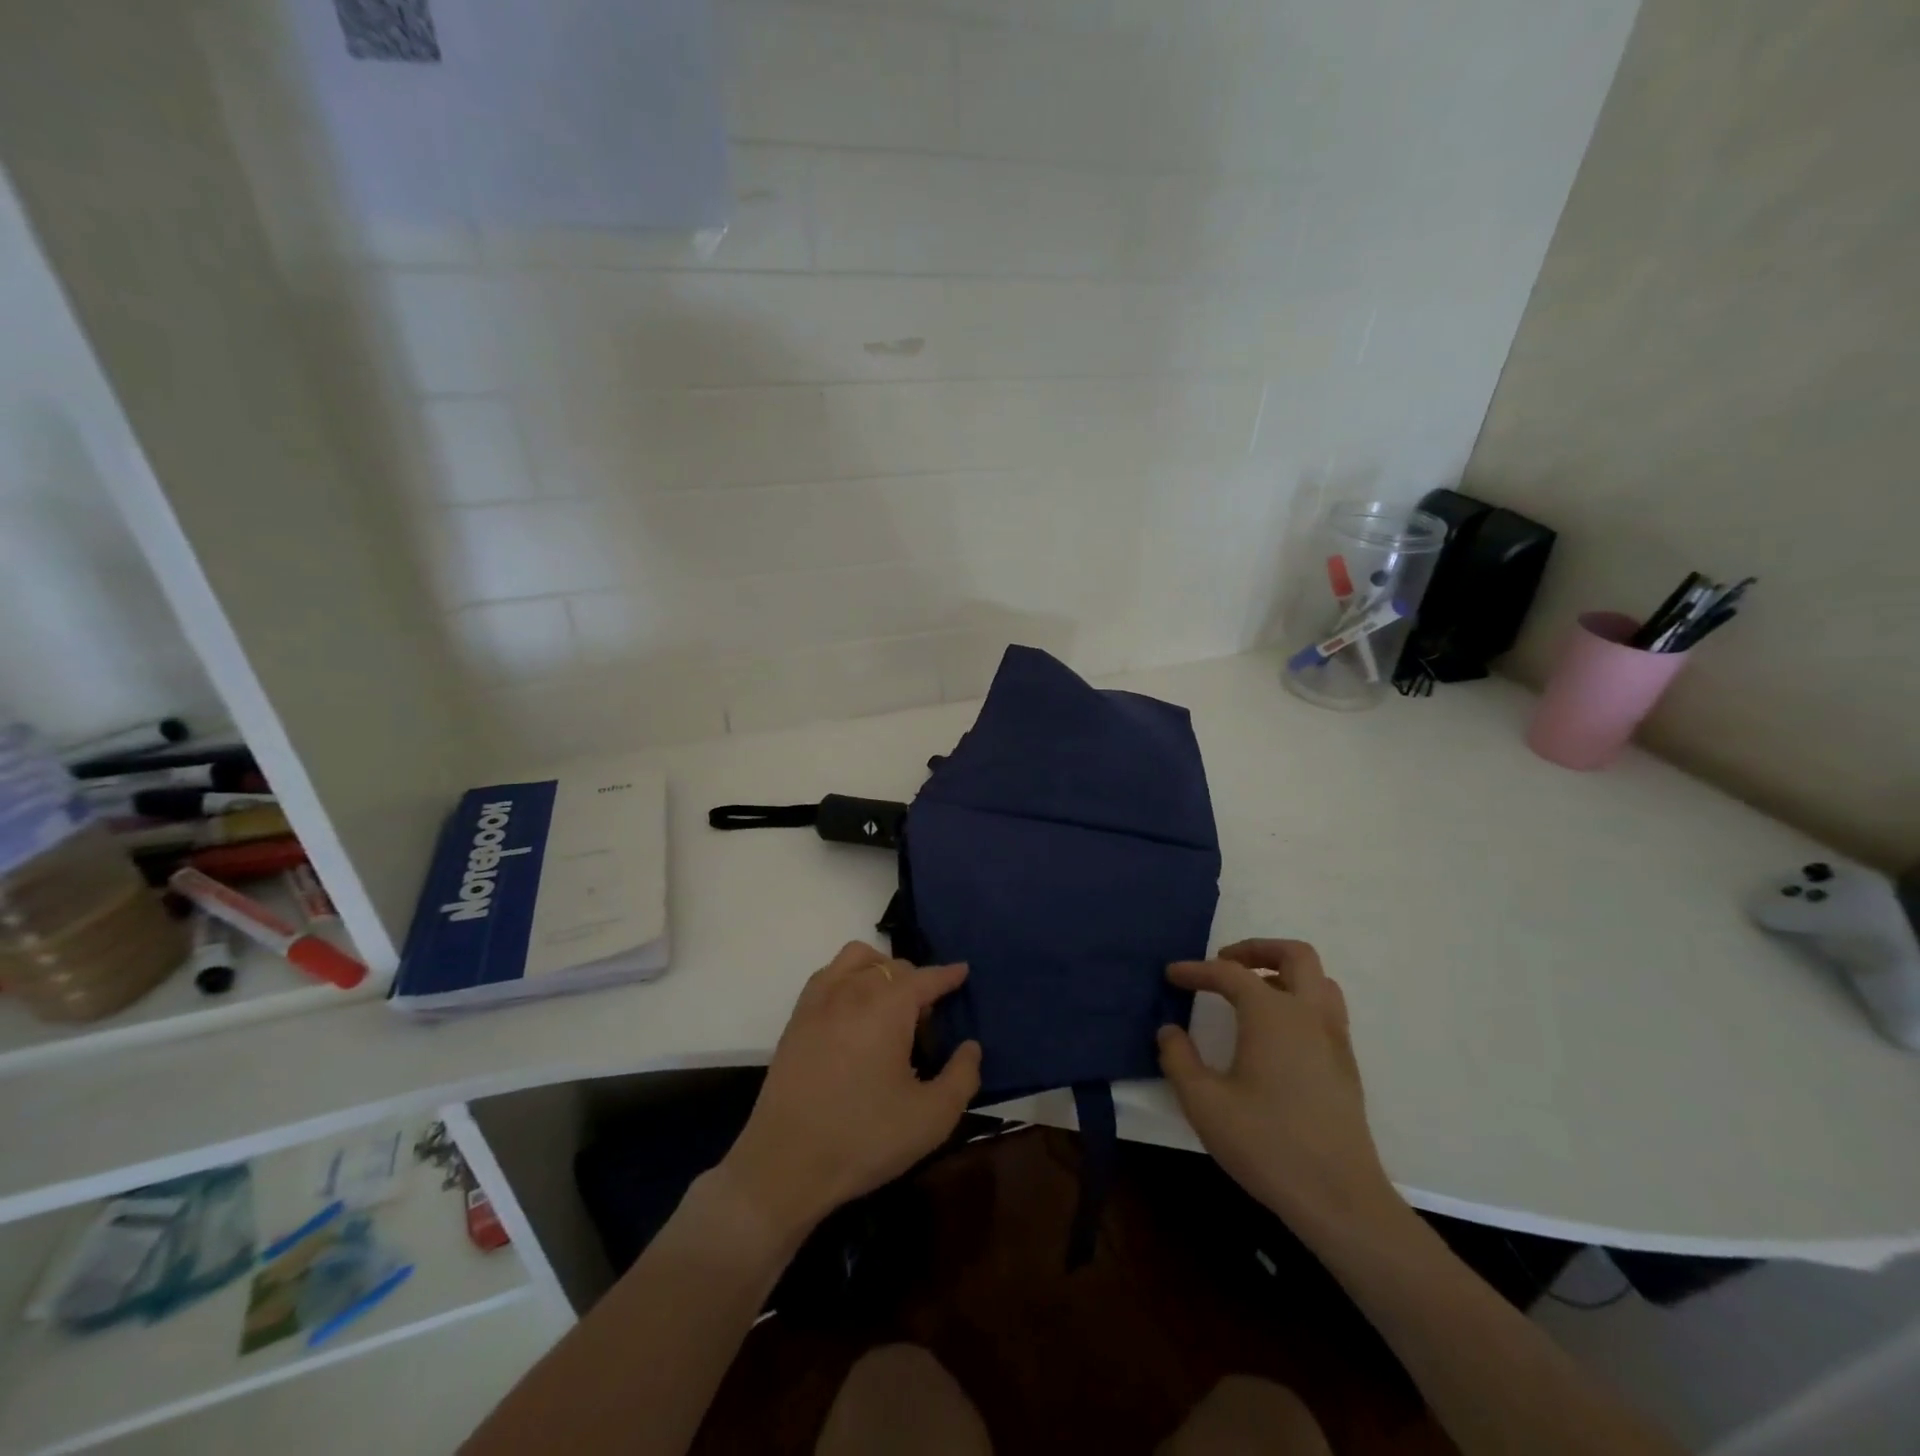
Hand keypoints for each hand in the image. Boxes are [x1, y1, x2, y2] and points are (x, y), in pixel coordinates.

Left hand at [717, 941, 981, 1241]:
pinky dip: (849, 977)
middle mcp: (853, 990)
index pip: (926, 978)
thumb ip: (962, 1077)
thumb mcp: (932, 1118)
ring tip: (890, 1002)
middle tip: (927, 1020)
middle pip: (893, 966)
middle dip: (917, 982)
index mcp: (888, 1006)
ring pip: (857, 960)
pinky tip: (854, 1009)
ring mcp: (820, 1001)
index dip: (948, 975)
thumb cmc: (865, 1138)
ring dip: (881, 969)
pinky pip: (828, 975)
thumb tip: (970, 1047)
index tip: (962, 972)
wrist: (786, 1164)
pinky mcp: (796, 1019)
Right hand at [1157, 939, 1399, 1236]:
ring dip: (1284, 973)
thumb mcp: (1204, 1103)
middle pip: (1295, 955)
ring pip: (1319, 980)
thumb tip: (1169, 1031)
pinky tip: (1275, 1032)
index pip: (1229, 974)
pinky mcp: (1347, 1065)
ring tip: (1252, 992)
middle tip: (1225, 964)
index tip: (1172, 975)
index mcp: (1272, 1013)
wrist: (1340, 1198)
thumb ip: (1179, 1059)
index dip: (1196, 971)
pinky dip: (1299, 1000)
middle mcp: (1309, 1014)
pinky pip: (1326, 1009)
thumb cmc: (1267, 1144)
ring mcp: (1335, 1039)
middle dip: (1256, 950)